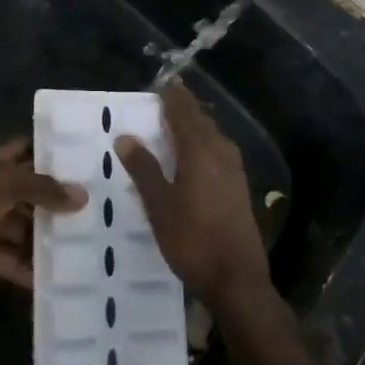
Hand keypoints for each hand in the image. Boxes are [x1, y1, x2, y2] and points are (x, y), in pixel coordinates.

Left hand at [0, 140, 86, 290]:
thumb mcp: (6, 183)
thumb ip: (44, 189)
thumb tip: (83, 196)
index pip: (27, 151)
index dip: (52, 154)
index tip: (86, 161)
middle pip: (31, 195)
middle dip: (58, 204)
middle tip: (99, 212)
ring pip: (24, 230)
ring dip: (48, 240)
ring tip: (88, 249)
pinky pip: (12, 261)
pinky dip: (30, 271)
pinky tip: (58, 281)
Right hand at [115, 85, 272, 309]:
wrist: (237, 280)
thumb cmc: (192, 240)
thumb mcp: (159, 205)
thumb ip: (143, 168)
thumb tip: (125, 136)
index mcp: (200, 149)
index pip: (182, 110)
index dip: (169, 95)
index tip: (155, 84)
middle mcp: (221, 151)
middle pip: (199, 118)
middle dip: (180, 107)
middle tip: (159, 100)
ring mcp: (234, 169)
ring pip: (210, 134)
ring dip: (191, 124)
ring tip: (169, 123)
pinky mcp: (238, 185)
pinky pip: (216, 150)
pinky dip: (201, 142)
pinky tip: (189, 155)